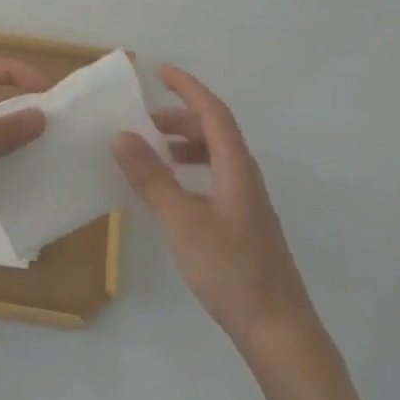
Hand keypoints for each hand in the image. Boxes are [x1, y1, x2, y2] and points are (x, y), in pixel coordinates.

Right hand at [113, 65, 316, 344]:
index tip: (161, 71)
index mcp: (237, 168)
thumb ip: (152, 178)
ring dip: (183, 145)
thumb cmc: (231, 270)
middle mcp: (245, 177)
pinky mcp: (242, 223)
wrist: (277, 328)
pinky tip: (170, 191)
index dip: (188, 88)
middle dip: (179, 118)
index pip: (213, 113)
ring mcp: (246, 202)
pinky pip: (213, 178)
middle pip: (214, 132)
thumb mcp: (183, 221)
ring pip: (214, 156)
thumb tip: (122, 135)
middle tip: (143, 121)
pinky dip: (189, 170)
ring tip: (151, 152)